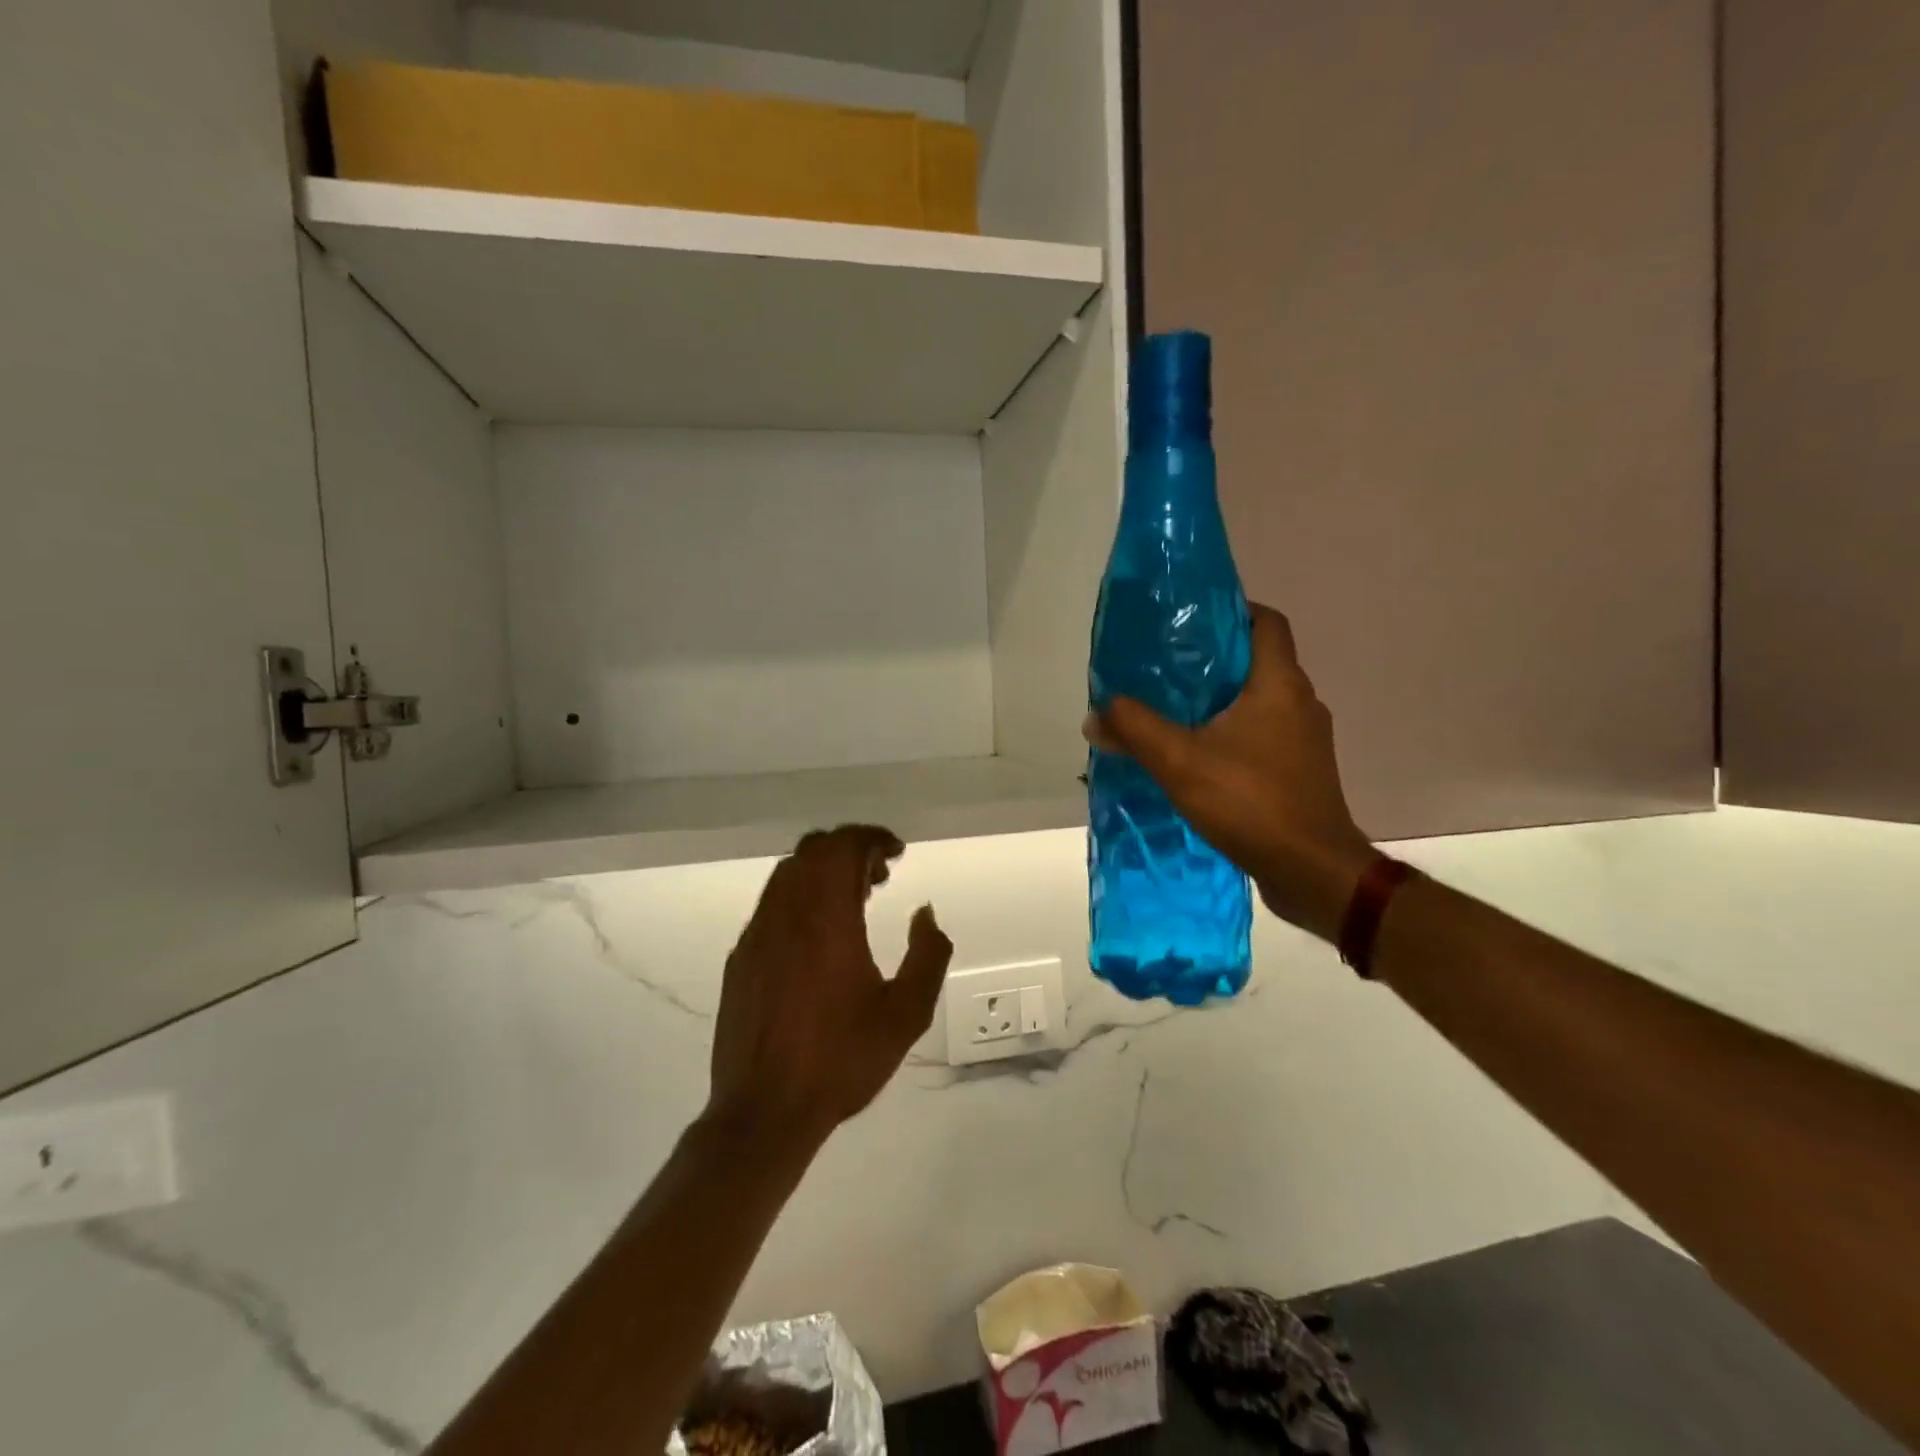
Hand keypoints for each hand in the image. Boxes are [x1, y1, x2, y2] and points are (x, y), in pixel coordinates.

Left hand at [705, 826, 952, 1150]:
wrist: (764, 1110)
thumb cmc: (842, 1059)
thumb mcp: (906, 1014)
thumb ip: (927, 954)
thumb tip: (925, 913)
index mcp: (827, 918)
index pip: (844, 848)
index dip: (873, 838)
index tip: (897, 852)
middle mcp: (787, 913)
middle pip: (813, 850)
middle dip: (849, 848)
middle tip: (880, 874)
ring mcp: (757, 933)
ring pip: (788, 873)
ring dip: (823, 870)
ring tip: (854, 899)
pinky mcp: (741, 956)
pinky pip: (772, 902)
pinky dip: (800, 894)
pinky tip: (818, 932)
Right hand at [1086, 604, 1378, 941]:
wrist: (1312, 871)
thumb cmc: (1251, 802)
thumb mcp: (1180, 762)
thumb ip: (1135, 730)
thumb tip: (1096, 714)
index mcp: (1279, 684)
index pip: (1266, 622)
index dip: (1232, 610)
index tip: (1190, 620)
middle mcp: (1300, 702)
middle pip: (1258, 661)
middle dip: (1213, 660)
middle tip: (1165, 667)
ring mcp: (1305, 740)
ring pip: (1260, 701)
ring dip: (1221, 701)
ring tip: (1173, 710)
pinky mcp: (1301, 772)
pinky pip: (1263, 736)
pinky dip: (1232, 734)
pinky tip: (1197, 756)